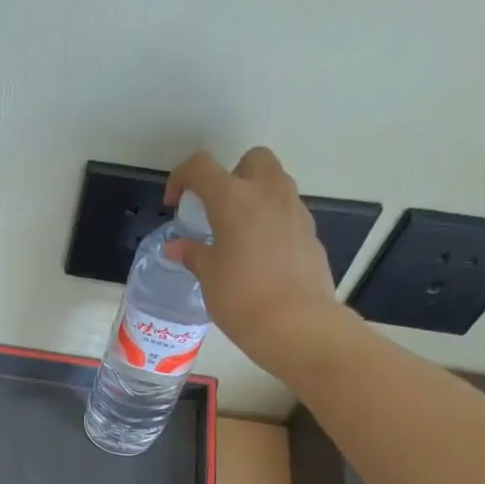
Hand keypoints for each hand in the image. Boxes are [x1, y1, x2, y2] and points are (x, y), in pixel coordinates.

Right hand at [164, 148, 350, 373]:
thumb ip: (193, 254)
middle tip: (217, 209)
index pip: (201, 167)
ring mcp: (294, 210)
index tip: (174, 202)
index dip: (182, 177)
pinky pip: (286, 212)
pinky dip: (270, 221)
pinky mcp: (310, 231)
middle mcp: (268, 193)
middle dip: (231, 175)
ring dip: (253, 197)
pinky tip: (259, 255)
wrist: (295, 323)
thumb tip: (177, 247)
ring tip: (237, 234)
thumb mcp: (208, 277)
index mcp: (234, 199)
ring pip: (274, 183)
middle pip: (251, 160)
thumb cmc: (241, 298)